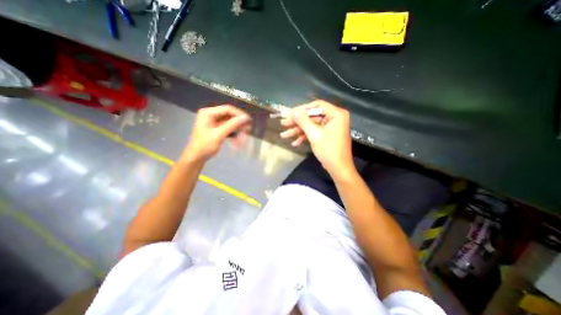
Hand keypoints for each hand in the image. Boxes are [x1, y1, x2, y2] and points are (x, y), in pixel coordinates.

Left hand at [182, 104, 248, 162]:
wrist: (196, 157)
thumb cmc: (205, 146)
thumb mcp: (219, 135)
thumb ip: (232, 125)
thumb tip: (245, 117)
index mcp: (208, 113)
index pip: (227, 109)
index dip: (239, 114)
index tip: (249, 120)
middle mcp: (211, 115)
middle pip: (229, 116)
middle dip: (239, 123)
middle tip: (248, 130)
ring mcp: (213, 122)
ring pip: (230, 123)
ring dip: (237, 129)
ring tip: (245, 136)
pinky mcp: (216, 129)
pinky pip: (228, 128)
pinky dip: (233, 133)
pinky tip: (238, 140)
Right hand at [280, 99, 353, 175]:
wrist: (338, 169)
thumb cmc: (329, 151)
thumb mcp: (314, 135)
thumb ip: (304, 121)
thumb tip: (294, 112)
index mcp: (336, 114)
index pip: (317, 105)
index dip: (302, 109)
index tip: (289, 113)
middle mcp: (334, 118)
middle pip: (312, 116)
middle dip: (297, 122)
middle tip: (283, 124)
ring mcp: (330, 127)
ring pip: (311, 125)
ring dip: (298, 131)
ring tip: (284, 135)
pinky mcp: (327, 135)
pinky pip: (314, 132)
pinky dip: (305, 137)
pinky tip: (295, 143)